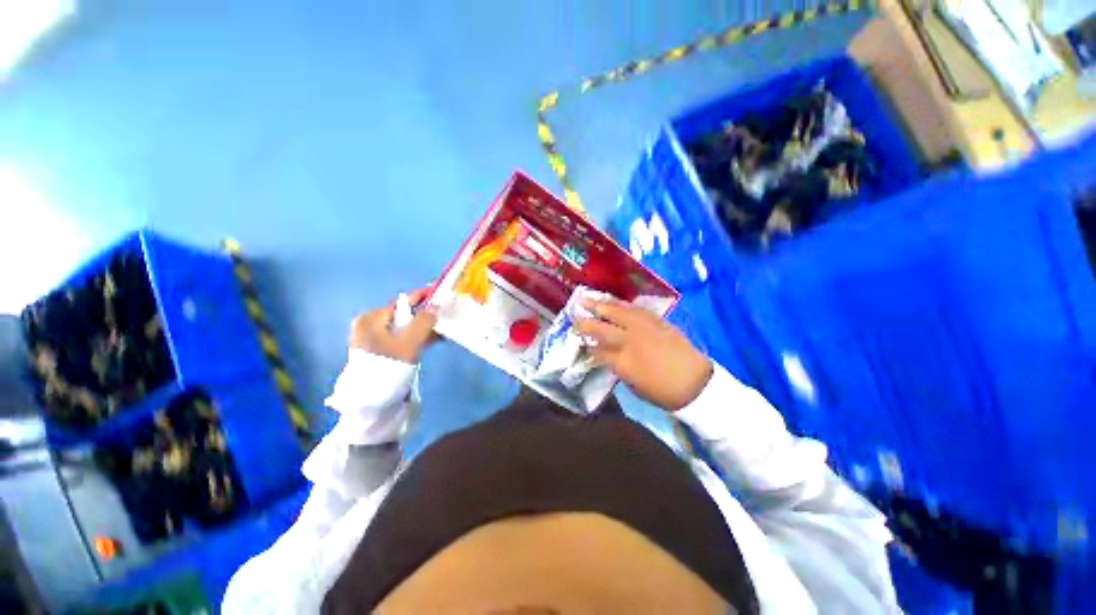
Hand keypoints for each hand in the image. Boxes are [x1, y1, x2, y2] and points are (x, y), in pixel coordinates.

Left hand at [348, 287, 437, 363]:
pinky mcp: (381, 353)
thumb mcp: (409, 342)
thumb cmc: (388, 366)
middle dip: (424, 316)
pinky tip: (433, 339)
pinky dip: (417, 338)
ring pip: (405, 329)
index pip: (400, 303)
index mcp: (370, 319)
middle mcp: (369, 326)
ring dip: (423, 328)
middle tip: (443, 315)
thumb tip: (434, 308)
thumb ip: (423, 322)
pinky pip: (402, 340)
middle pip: (403, 316)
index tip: (437, 294)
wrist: (372, 401)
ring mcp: (374, 341)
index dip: (420, 298)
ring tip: (442, 328)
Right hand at [576, 300, 712, 411]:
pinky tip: (613, 301)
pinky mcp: (656, 321)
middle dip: (586, 321)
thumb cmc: (662, 391)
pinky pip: (635, 309)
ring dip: (600, 305)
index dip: (586, 345)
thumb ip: (616, 366)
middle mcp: (630, 341)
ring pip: (617, 313)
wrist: (694, 382)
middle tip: (574, 314)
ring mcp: (644, 328)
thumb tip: (604, 355)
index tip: (578, 340)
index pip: (597, 350)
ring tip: (587, 299)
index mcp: (623, 362)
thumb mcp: (633, 384)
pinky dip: (621, 304)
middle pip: (602, 328)